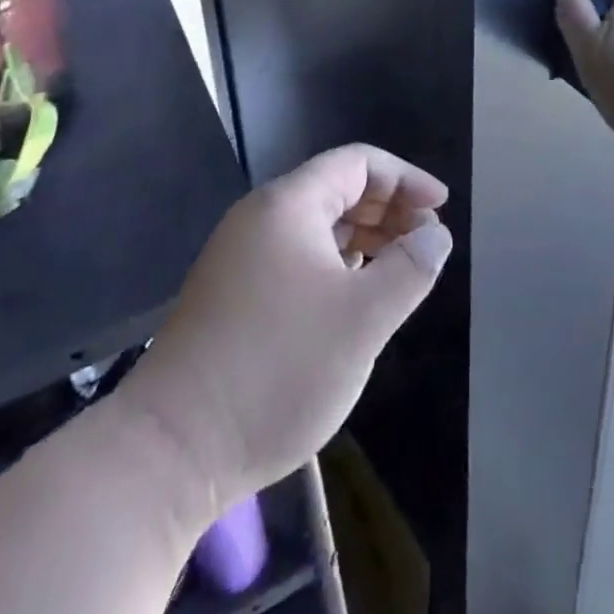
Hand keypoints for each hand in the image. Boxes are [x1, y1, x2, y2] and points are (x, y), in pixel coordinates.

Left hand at [112, 145, 451, 525]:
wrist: (172, 449)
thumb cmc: (278, 369)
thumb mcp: (363, 319)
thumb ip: (409, 269)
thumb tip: (436, 235)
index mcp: (288, 204)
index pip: (357, 163)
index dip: (405, 179)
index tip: (440, 209)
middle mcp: (261, 218)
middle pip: (336, 189)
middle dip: (387, 208)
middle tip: (426, 242)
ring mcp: (240, 257)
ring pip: (316, 226)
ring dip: (363, 238)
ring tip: (399, 268)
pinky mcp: (232, 294)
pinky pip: (296, 256)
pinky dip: (334, 263)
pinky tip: (353, 296)